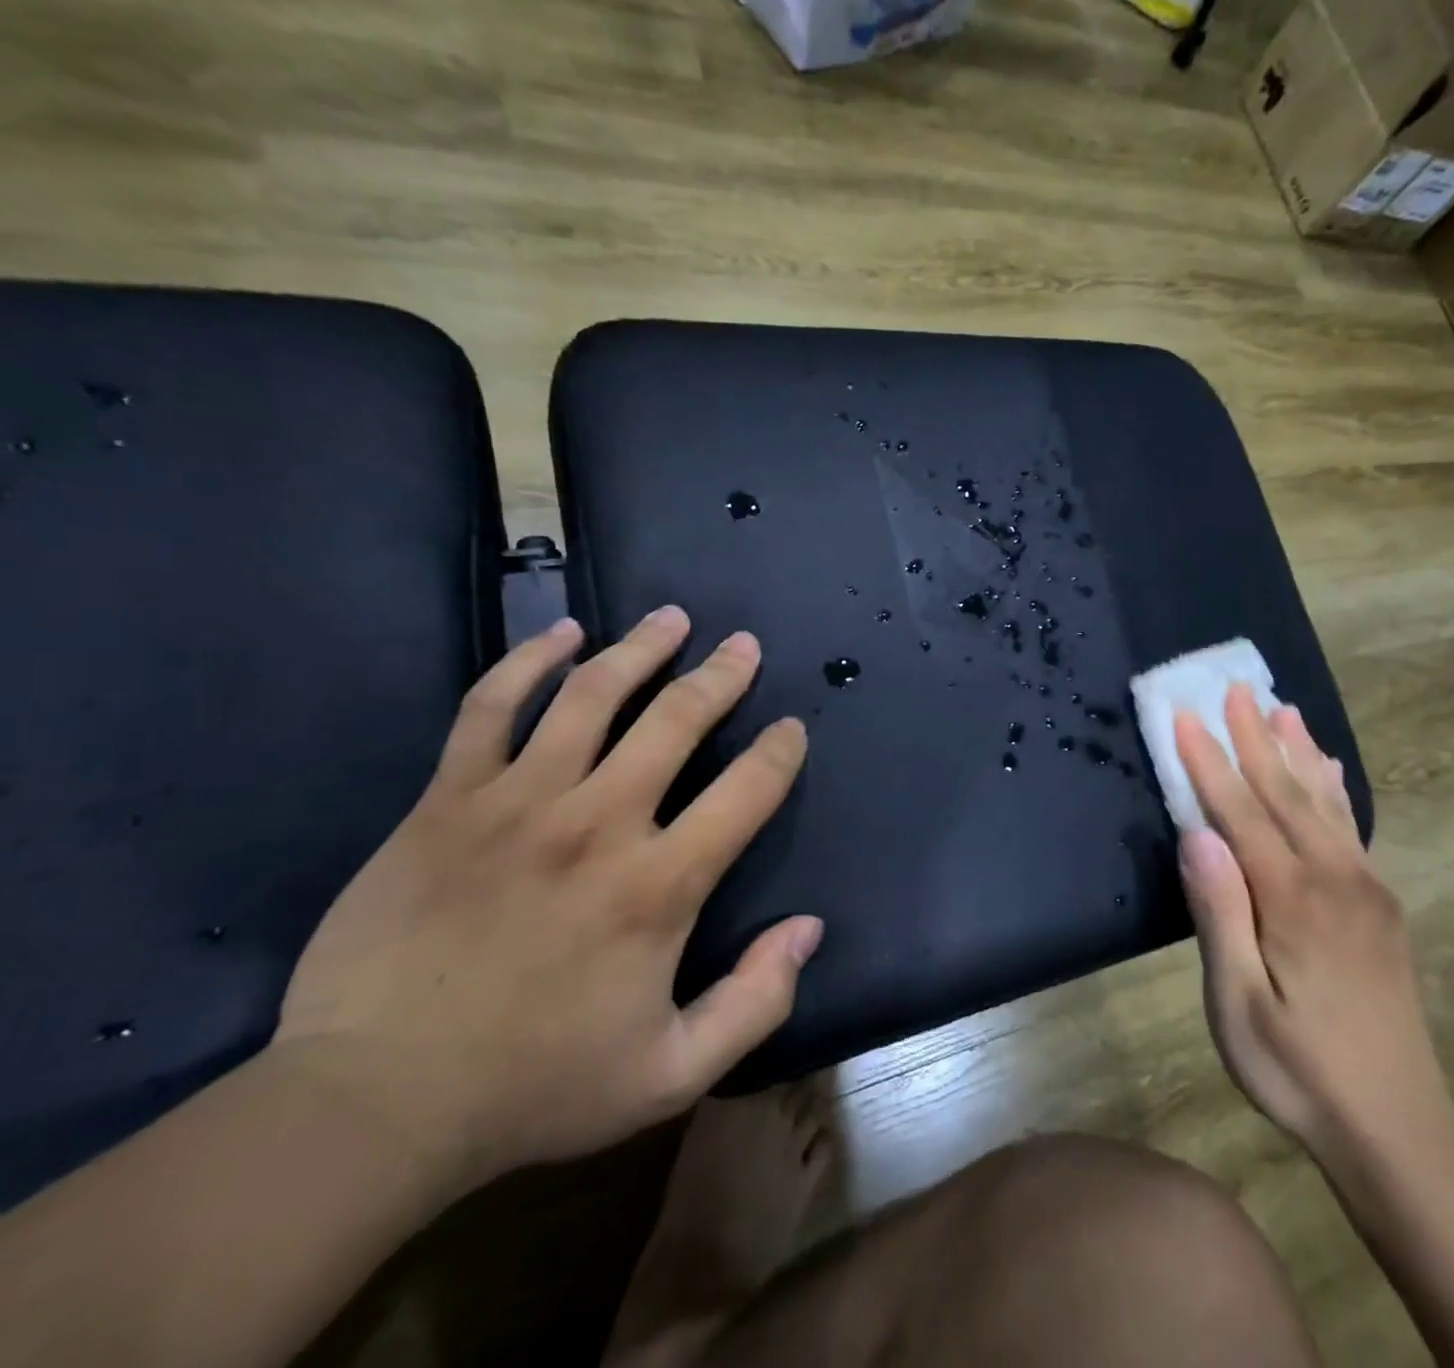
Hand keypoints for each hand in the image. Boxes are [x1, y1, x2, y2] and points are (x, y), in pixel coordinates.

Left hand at [273, 608, 822, 1188]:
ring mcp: (517, 802)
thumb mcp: (673, 1072)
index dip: (779, 753)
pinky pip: (491, 707)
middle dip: (721, 676)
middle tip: (743, 646)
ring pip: (590, 696)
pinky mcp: (447, 801)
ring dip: (640, 648)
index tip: (791, 729)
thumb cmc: (536, 1088)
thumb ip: (756, 1001)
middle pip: (676, 721)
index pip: (747, 792)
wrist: (372, 1105)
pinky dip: (529, 661)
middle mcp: (598, 823)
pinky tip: (561, 633)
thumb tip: (809, 928)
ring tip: (671, 619)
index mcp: (659, 886)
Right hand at [1174, 689, 1452, 1158]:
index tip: (1186, 715)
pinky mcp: (1380, 905)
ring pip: (1324, 802)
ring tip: (1284, 708)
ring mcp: (1365, 889)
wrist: (1398, 1128)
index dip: (1209, 762)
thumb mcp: (1238, 1004)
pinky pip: (1352, 827)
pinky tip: (1329, 771)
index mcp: (1292, 899)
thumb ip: (1219, 913)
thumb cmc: (1297, 1069)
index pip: (1240, 811)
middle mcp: (1334, 878)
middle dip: (1254, 738)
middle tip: (1235, 688)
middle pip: (1285, 792)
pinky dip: (1335, 788)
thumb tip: (1197, 835)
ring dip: (1298, 752)